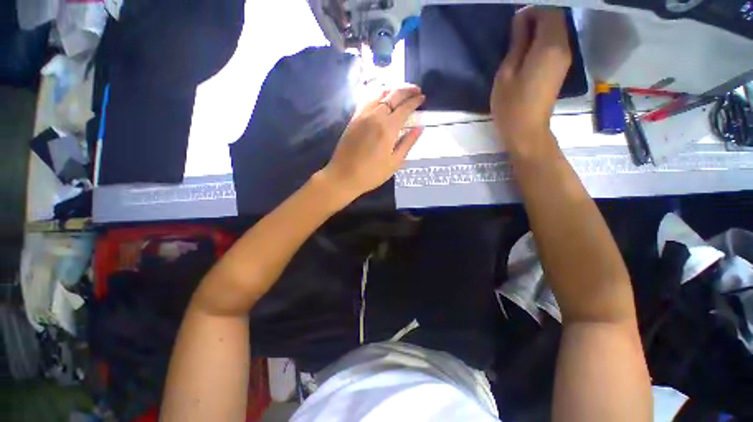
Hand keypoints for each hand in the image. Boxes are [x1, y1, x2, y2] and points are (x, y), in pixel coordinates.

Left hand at [321, 84, 424, 200]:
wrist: (343, 176)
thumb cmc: (371, 174)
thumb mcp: (394, 162)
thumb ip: (408, 143)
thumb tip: (420, 128)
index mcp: (388, 128)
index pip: (404, 107)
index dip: (415, 100)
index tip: (423, 97)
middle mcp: (375, 116)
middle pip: (393, 95)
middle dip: (406, 89)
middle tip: (416, 90)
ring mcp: (362, 115)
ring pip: (379, 94)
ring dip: (393, 90)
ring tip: (401, 92)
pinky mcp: (353, 118)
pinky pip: (368, 99)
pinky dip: (378, 95)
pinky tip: (383, 99)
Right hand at [491, 7, 571, 149]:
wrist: (526, 130)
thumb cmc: (511, 105)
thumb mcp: (506, 73)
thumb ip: (517, 44)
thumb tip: (521, 20)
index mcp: (549, 46)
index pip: (549, 11)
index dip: (532, 11)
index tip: (514, 23)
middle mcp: (563, 47)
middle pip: (556, 18)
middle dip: (537, 17)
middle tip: (515, 31)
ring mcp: (564, 58)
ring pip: (557, 30)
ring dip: (540, 29)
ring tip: (519, 41)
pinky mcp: (561, 68)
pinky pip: (556, 43)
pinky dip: (544, 40)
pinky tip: (528, 51)